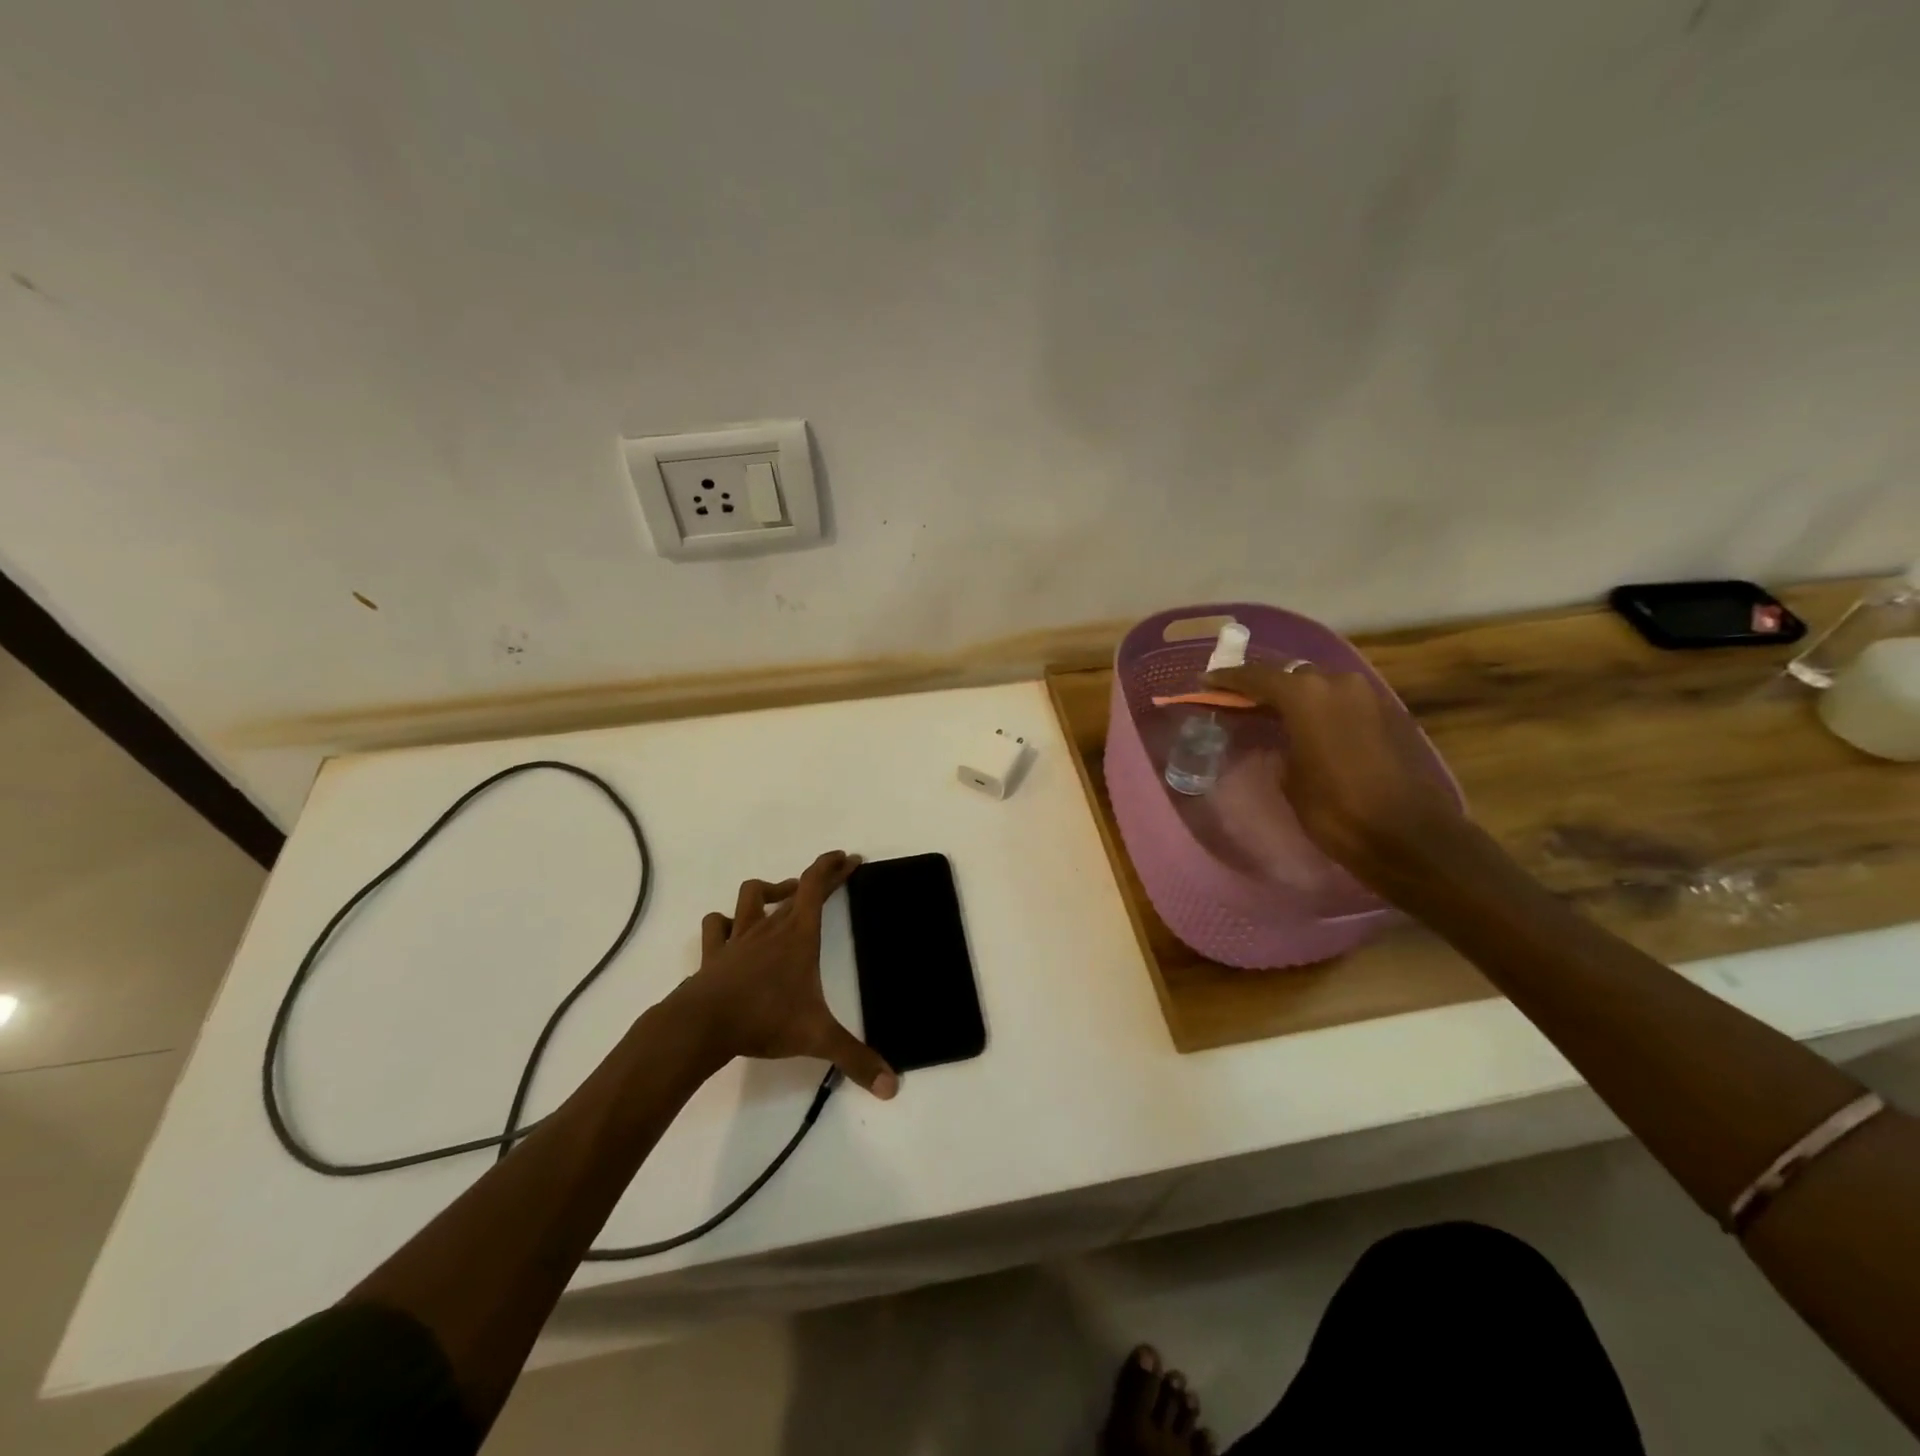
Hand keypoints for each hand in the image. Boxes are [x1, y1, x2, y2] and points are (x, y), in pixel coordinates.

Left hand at [679, 851, 897, 1098]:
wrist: (702, 1026)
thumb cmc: (764, 1020)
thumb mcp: (817, 1038)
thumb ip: (856, 1059)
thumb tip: (893, 1087)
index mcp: (798, 936)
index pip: (816, 886)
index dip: (833, 867)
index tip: (848, 857)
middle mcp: (769, 928)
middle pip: (794, 889)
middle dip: (817, 878)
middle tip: (834, 874)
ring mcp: (738, 938)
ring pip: (750, 896)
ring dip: (769, 891)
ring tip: (783, 897)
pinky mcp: (713, 954)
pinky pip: (716, 925)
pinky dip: (726, 921)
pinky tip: (732, 929)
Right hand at [1205, 663, 1470, 891]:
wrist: (1408, 835)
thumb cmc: (1335, 810)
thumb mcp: (1290, 778)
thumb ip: (1279, 743)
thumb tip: (1280, 736)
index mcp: (1307, 695)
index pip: (1258, 677)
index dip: (1229, 678)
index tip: (1207, 680)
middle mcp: (1339, 684)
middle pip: (1293, 674)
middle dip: (1266, 684)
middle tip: (1241, 698)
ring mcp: (1369, 696)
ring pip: (1321, 685)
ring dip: (1297, 695)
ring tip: (1273, 711)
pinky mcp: (1388, 715)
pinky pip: (1343, 700)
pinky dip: (1321, 707)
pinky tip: (1308, 725)